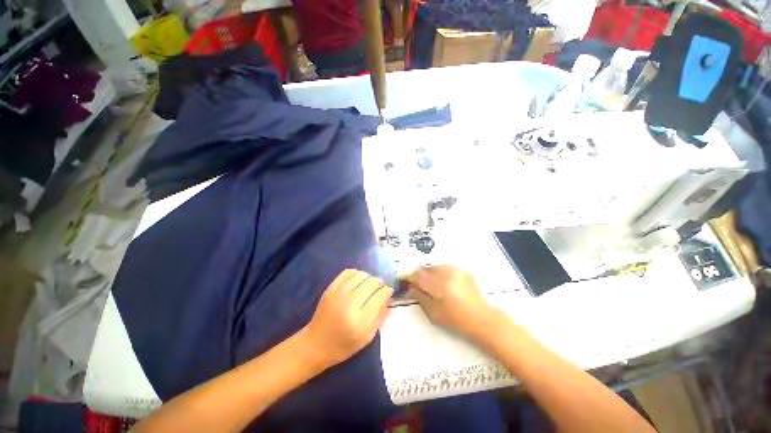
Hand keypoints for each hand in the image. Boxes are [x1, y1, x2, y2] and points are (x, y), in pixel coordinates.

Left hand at [300, 269, 392, 369]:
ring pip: (362, 274)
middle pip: (372, 282)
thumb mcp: (367, 337)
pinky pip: (349, 272)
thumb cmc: (343, 345)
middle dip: (379, 284)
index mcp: (360, 320)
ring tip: (369, 286)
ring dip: (369, 278)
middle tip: (379, 290)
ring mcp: (339, 293)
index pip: (380, 296)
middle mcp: (350, 303)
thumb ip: (380, 316)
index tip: (388, 292)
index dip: (387, 291)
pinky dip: (357, 274)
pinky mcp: (331, 287)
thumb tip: (388, 297)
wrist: (315, 344)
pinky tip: (358, 281)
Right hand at [407, 266, 501, 339]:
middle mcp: (447, 274)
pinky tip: (444, 283)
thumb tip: (410, 286)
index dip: (409, 276)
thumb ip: (419, 296)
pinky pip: (444, 267)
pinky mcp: (462, 269)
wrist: (481, 318)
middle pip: (426, 268)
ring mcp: (456, 270)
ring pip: (434, 266)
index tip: (404, 279)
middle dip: (420, 275)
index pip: (418, 275)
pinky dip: (440, 273)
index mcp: (439, 286)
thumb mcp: (433, 312)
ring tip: (433, 285)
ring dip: (430, 273)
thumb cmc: (456, 320)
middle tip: (419, 285)